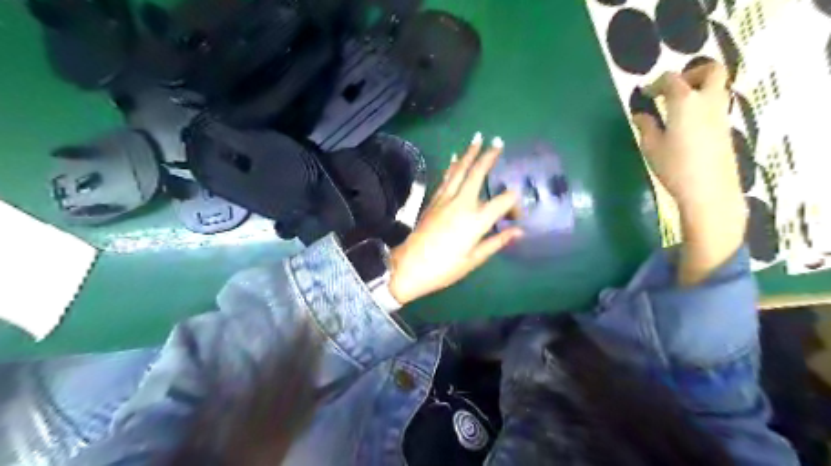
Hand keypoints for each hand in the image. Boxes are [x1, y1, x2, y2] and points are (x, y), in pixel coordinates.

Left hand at [393, 133, 521, 303]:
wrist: (409, 266)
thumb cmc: (445, 268)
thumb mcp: (474, 259)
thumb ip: (497, 242)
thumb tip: (518, 231)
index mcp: (476, 220)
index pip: (502, 202)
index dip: (514, 204)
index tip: (516, 216)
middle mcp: (462, 204)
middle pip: (478, 174)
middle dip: (489, 156)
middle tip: (497, 141)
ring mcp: (445, 200)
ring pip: (459, 171)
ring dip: (469, 154)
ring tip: (477, 138)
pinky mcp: (433, 201)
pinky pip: (446, 178)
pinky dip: (452, 166)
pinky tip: (455, 157)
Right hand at [634, 59, 743, 209]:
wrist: (709, 189)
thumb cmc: (674, 166)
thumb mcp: (651, 147)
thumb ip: (646, 126)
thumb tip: (641, 114)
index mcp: (684, 101)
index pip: (671, 79)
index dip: (656, 83)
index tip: (645, 94)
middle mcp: (707, 100)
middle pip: (710, 70)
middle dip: (691, 73)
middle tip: (672, 89)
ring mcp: (721, 113)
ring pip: (716, 87)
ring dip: (698, 89)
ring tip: (677, 107)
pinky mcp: (726, 128)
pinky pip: (716, 105)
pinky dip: (702, 105)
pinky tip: (686, 124)